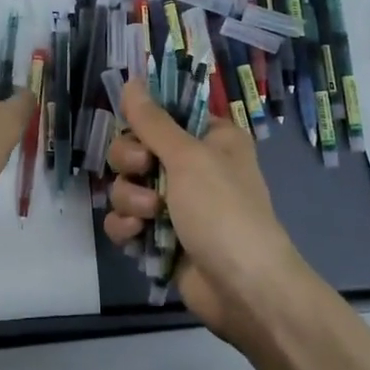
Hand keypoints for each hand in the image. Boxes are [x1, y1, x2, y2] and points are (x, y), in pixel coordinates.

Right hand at [104, 81, 312, 340]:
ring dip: (131, 198)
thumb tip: (131, 81)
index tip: (131, 125)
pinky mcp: (161, 235)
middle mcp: (194, 165)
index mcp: (211, 138)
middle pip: (136, 147)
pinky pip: (126, 219)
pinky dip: (126, 226)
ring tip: (150, 215)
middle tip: (143, 170)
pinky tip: (136, 235)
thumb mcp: (188, 157)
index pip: (164, 113)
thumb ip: (153, 121)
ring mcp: (176, 203)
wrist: (243, 289)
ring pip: (127, 184)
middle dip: (131, 162)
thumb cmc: (223, 210)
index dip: (142, 119)